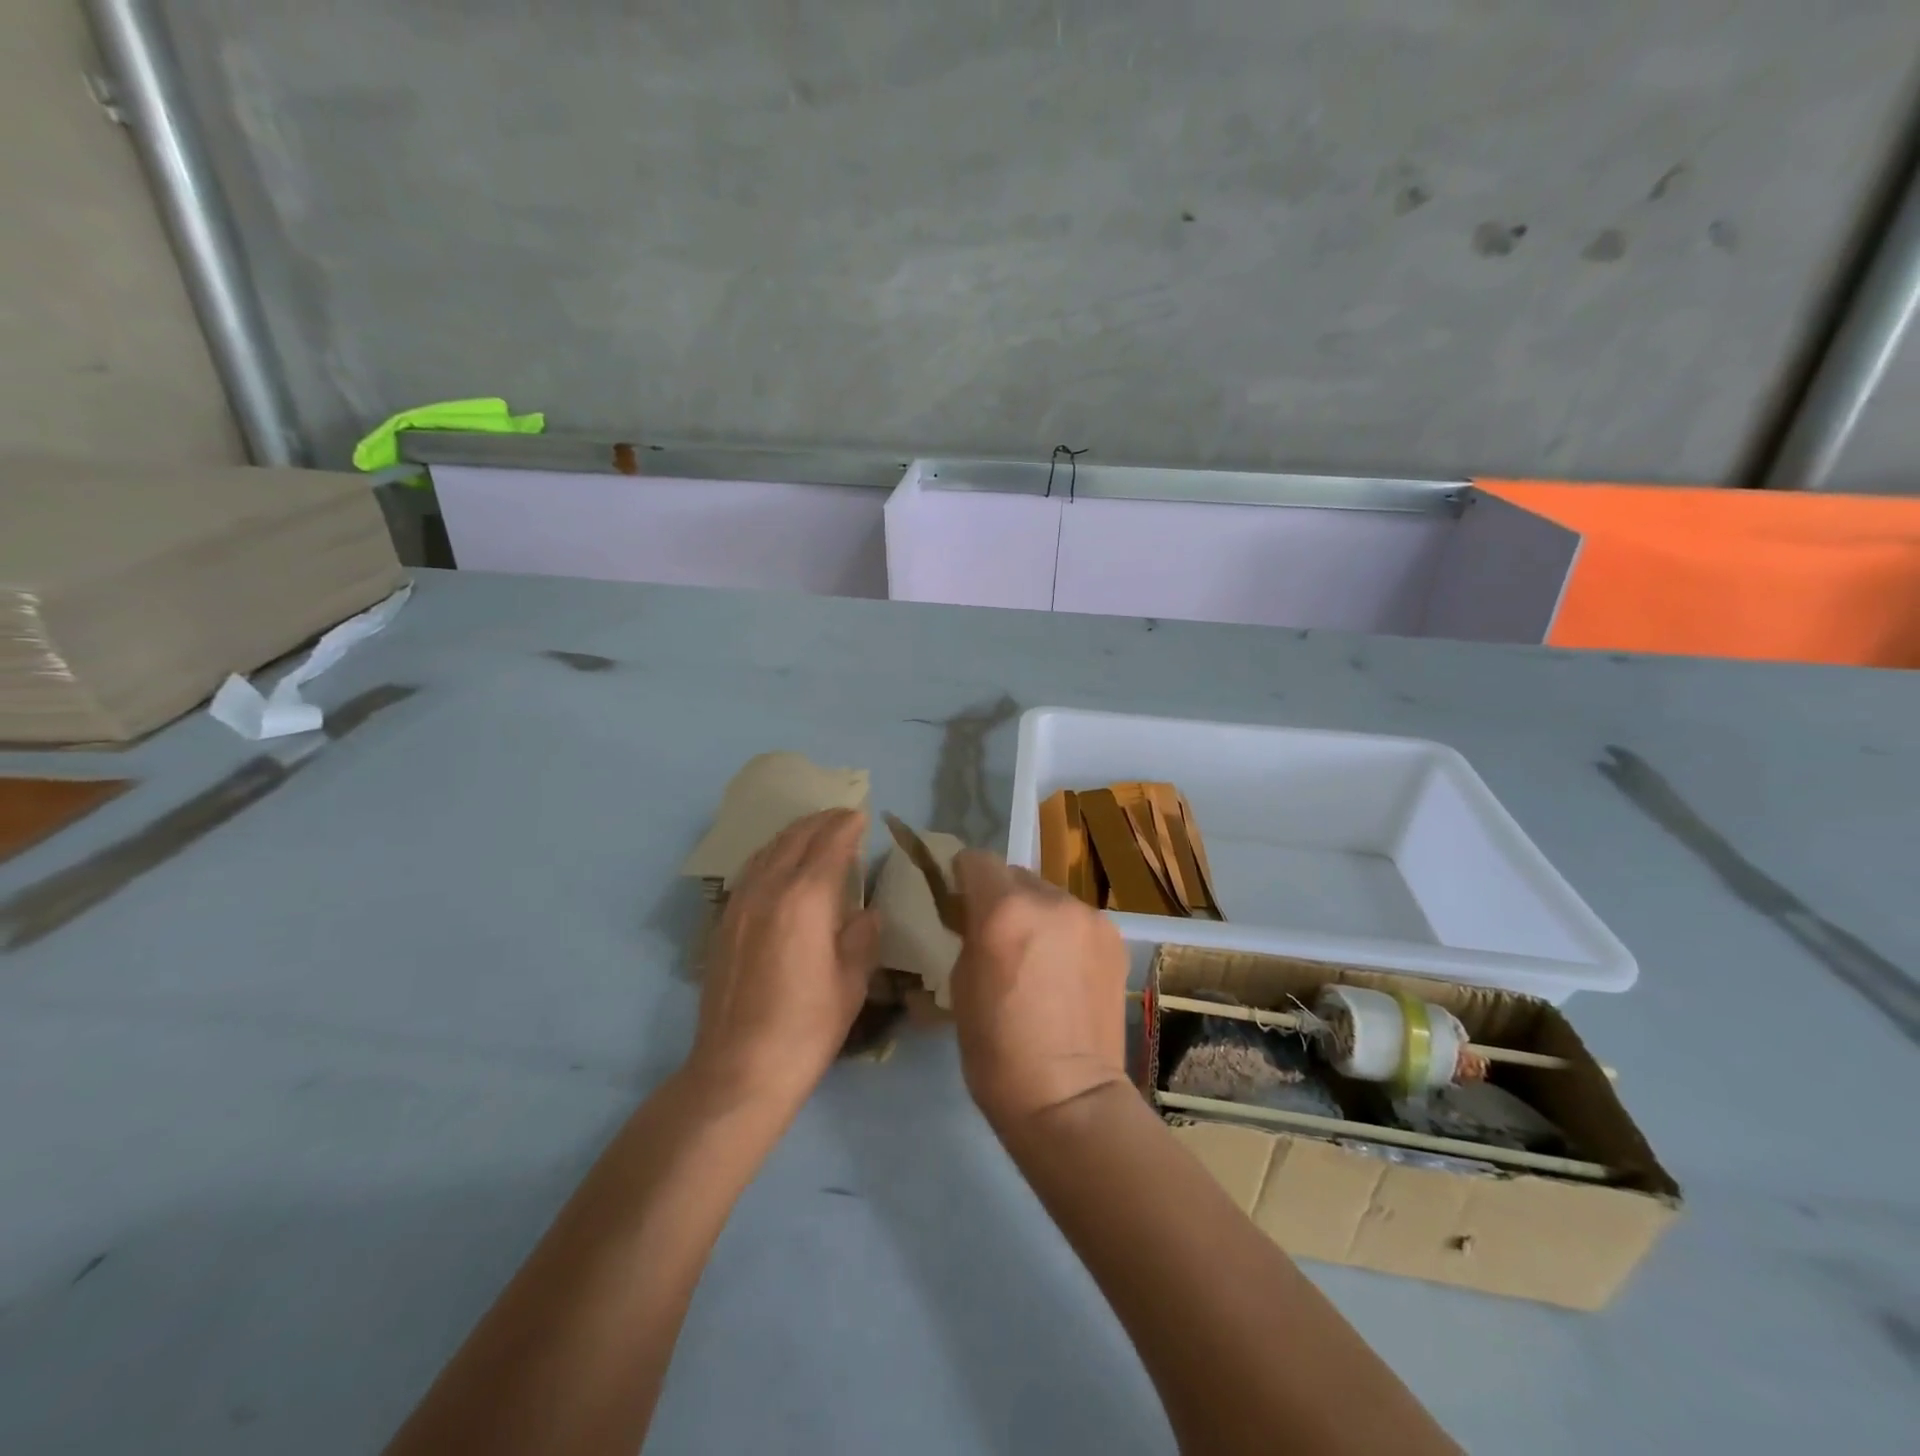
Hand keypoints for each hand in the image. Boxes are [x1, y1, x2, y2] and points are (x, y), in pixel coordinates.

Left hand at [691, 809, 878, 1114]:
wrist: (739, 1069)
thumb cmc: (807, 1027)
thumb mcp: (850, 982)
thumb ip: (860, 938)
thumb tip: (865, 914)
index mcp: (806, 899)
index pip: (829, 845)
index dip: (846, 826)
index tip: (861, 815)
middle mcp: (769, 890)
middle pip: (794, 839)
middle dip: (820, 822)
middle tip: (841, 816)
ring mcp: (740, 905)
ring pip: (767, 851)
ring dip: (793, 835)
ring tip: (813, 833)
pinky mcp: (723, 924)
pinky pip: (750, 872)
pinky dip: (771, 856)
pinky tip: (779, 867)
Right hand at [949, 851, 1129, 1131]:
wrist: (1069, 1098)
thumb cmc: (996, 1050)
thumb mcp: (960, 985)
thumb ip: (970, 935)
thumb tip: (977, 917)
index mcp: (1003, 911)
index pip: (977, 860)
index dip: (965, 876)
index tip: (962, 900)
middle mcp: (1051, 901)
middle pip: (1017, 876)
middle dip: (1003, 898)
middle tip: (1001, 937)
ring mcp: (1089, 917)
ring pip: (1051, 897)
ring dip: (1038, 916)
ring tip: (1039, 961)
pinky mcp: (1115, 938)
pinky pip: (1078, 920)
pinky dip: (1066, 934)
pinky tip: (1066, 974)